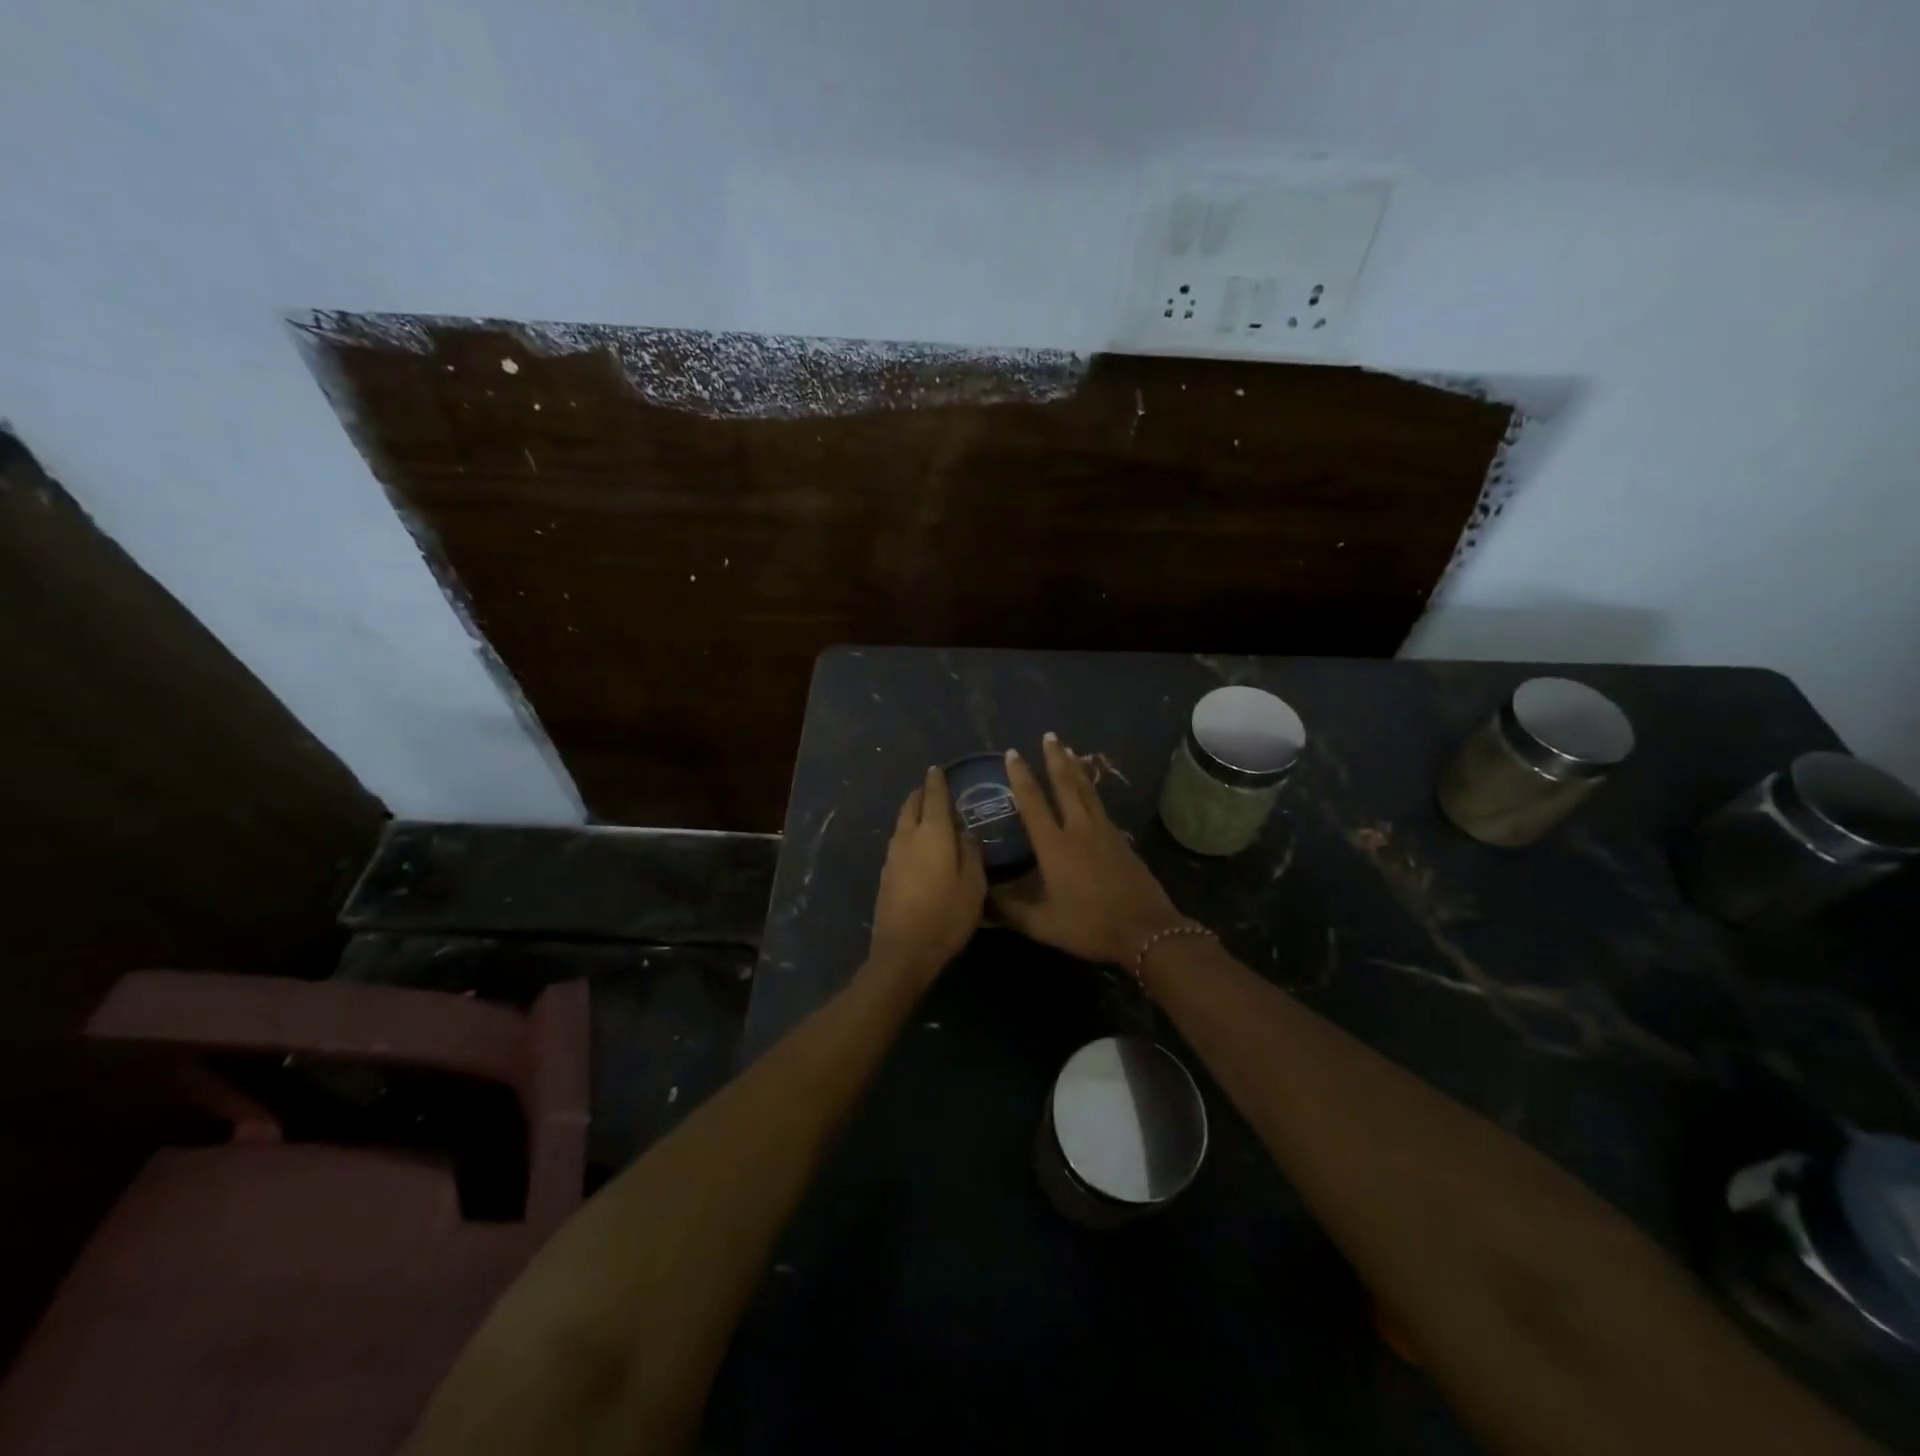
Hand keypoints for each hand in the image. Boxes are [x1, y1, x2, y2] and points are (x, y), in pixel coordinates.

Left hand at [868, 766, 986, 986]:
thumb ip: (972, 853)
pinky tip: (918, 843)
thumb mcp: (973, 885)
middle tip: (932, 788)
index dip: (937, 781)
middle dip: (921, 793)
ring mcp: (893, 856)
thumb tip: (967, 832)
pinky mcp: (886, 874)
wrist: (903, 951)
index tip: (937, 769)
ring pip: (902, 823)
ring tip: (926, 813)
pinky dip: (908, 833)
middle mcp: (908, 837)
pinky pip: (898, 841)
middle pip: (912, 806)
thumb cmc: (946, 916)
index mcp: (933, 833)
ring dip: (913, 812)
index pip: (934, 797)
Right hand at [995, 734, 1190, 966]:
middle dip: (1054, 759)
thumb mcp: (1042, 924)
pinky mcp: (1121, 840)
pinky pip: (1100, 805)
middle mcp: (1079, 829)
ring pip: (1086, 791)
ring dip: (1075, 768)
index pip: (1033, 803)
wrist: (1146, 930)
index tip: (1012, 754)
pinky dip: (1091, 789)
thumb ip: (1008, 909)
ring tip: (1068, 749)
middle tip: (1048, 736)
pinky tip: (1090, 790)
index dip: (1021, 777)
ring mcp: (1104, 832)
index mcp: (1055, 845)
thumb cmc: (1089, 925)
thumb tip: (979, 899)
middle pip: (1065, 785)